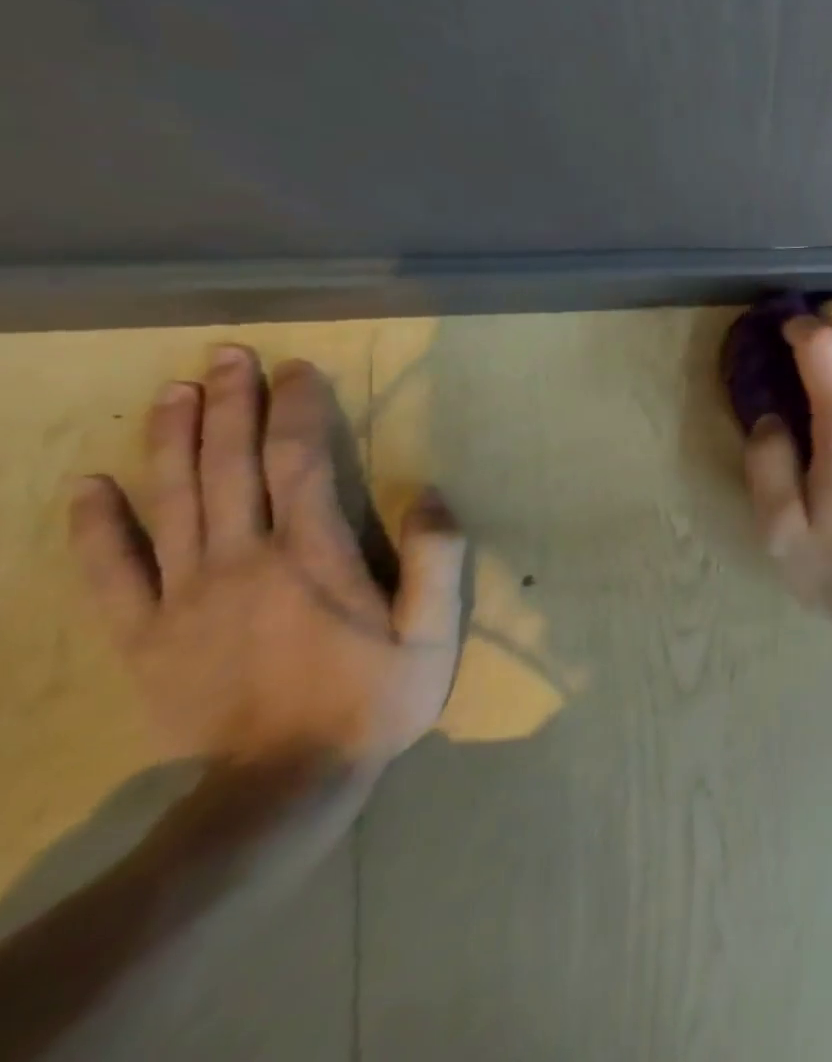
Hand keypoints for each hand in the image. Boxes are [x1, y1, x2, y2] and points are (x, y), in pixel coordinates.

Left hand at [68, 346, 465, 776]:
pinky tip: (87, 486)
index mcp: (312, 556)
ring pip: (170, 502)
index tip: (297, 371)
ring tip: (174, 391)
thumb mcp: (434, 631)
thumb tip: (429, 493)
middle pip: (228, 467)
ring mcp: (183, 597)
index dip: (296, 410)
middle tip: (228, 355)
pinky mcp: (144, 635)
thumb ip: (436, 559)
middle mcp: (240, 561)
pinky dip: (92, 526)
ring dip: (170, 440)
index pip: (299, 462)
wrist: (284, 783)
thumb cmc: (375, 697)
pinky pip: (108, 572)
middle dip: (229, 405)